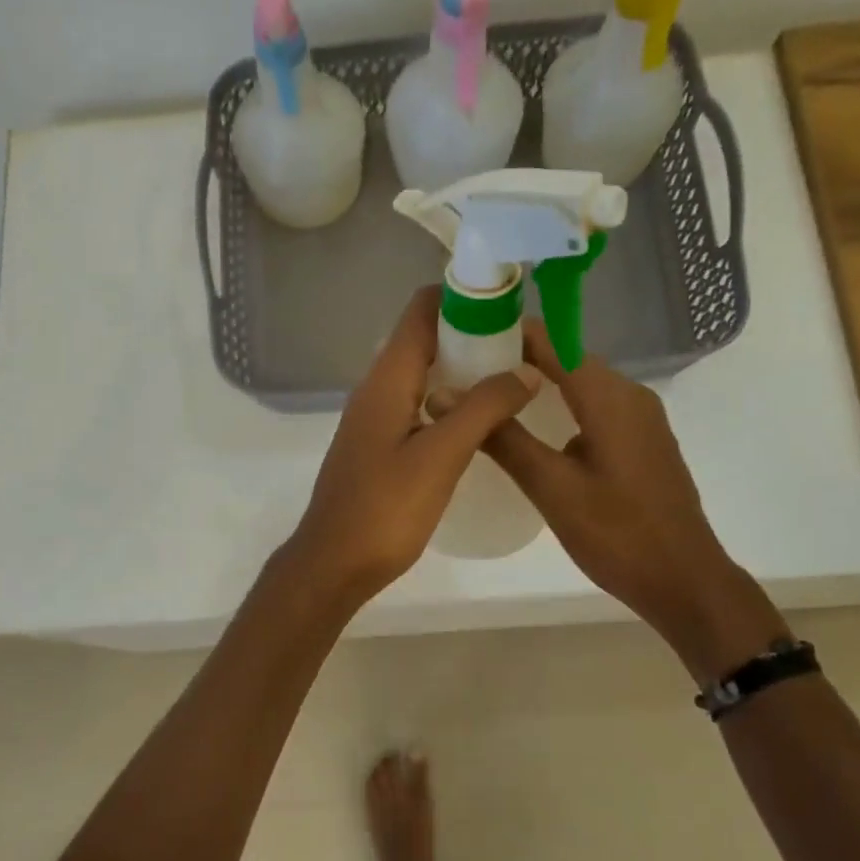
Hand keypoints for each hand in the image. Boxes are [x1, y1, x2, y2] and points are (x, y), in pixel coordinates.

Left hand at [284, 287, 542, 608]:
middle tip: (523, 346)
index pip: (421, 310)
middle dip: (472, 333)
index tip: (511, 304)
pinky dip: (450, 400)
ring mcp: (375, 418)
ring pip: (423, 374)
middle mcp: (376, 389)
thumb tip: (525, 369)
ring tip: (512, 377)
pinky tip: (480, 420)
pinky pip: (418, 404)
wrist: (334, 563)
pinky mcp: (379, 445)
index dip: (464, 297)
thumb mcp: (440, 456)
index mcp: (386, 380)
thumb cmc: (384, 510)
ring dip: (463, 368)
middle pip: (425, 339)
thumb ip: (483, 409)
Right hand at [474, 322, 787, 679]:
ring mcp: (640, 418)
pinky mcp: (641, 441)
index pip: (553, 340)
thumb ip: (502, 438)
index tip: (463, 336)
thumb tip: (445, 395)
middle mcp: (630, 395)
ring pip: (581, 383)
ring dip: (538, 383)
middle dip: (517, 358)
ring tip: (488, 396)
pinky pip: (594, 407)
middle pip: (567, 357)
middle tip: (464, 372)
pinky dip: (560, 406)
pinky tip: (531, 428)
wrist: (683, 580)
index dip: (508, 332)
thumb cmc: (617, 534)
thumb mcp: (551, 487)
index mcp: (610, 397)